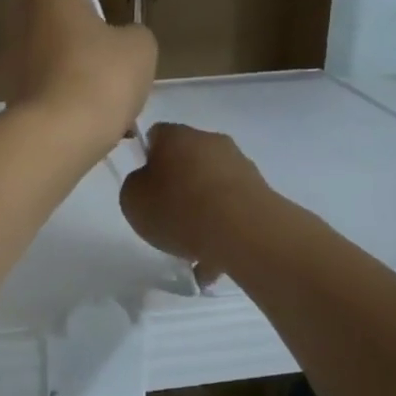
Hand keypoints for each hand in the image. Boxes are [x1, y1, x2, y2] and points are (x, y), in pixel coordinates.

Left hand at [7, 0, 155, 155]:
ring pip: (56, 41)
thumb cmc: (99, 76)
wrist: (57, 137)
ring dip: (81, 53)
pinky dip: (78, 88)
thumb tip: (120, 44)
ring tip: (115, 83)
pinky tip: (105, 118)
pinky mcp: (19, 90)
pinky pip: (56, 77)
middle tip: (100, 19)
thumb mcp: (138, 48)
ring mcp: (19, 55)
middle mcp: (29, 17)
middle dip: (72, 1)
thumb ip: (132, 37)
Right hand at [120, 122, 268, 281]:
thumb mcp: (132, 200)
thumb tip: (149, 184)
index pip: (156, 136)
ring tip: (192, 249)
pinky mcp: (262, 193)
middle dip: (177, 186)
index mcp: (176, 136)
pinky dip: (223, 229)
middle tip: (166, 218)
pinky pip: (233, 210)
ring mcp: (241, 166)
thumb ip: (136, 187)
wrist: (244, 232)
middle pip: (187, 160)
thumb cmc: (179, 209)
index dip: (146, 159)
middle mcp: (210, 142)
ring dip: (202, 211)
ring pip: (212, 187)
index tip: (144, 187)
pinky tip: (215, 260)